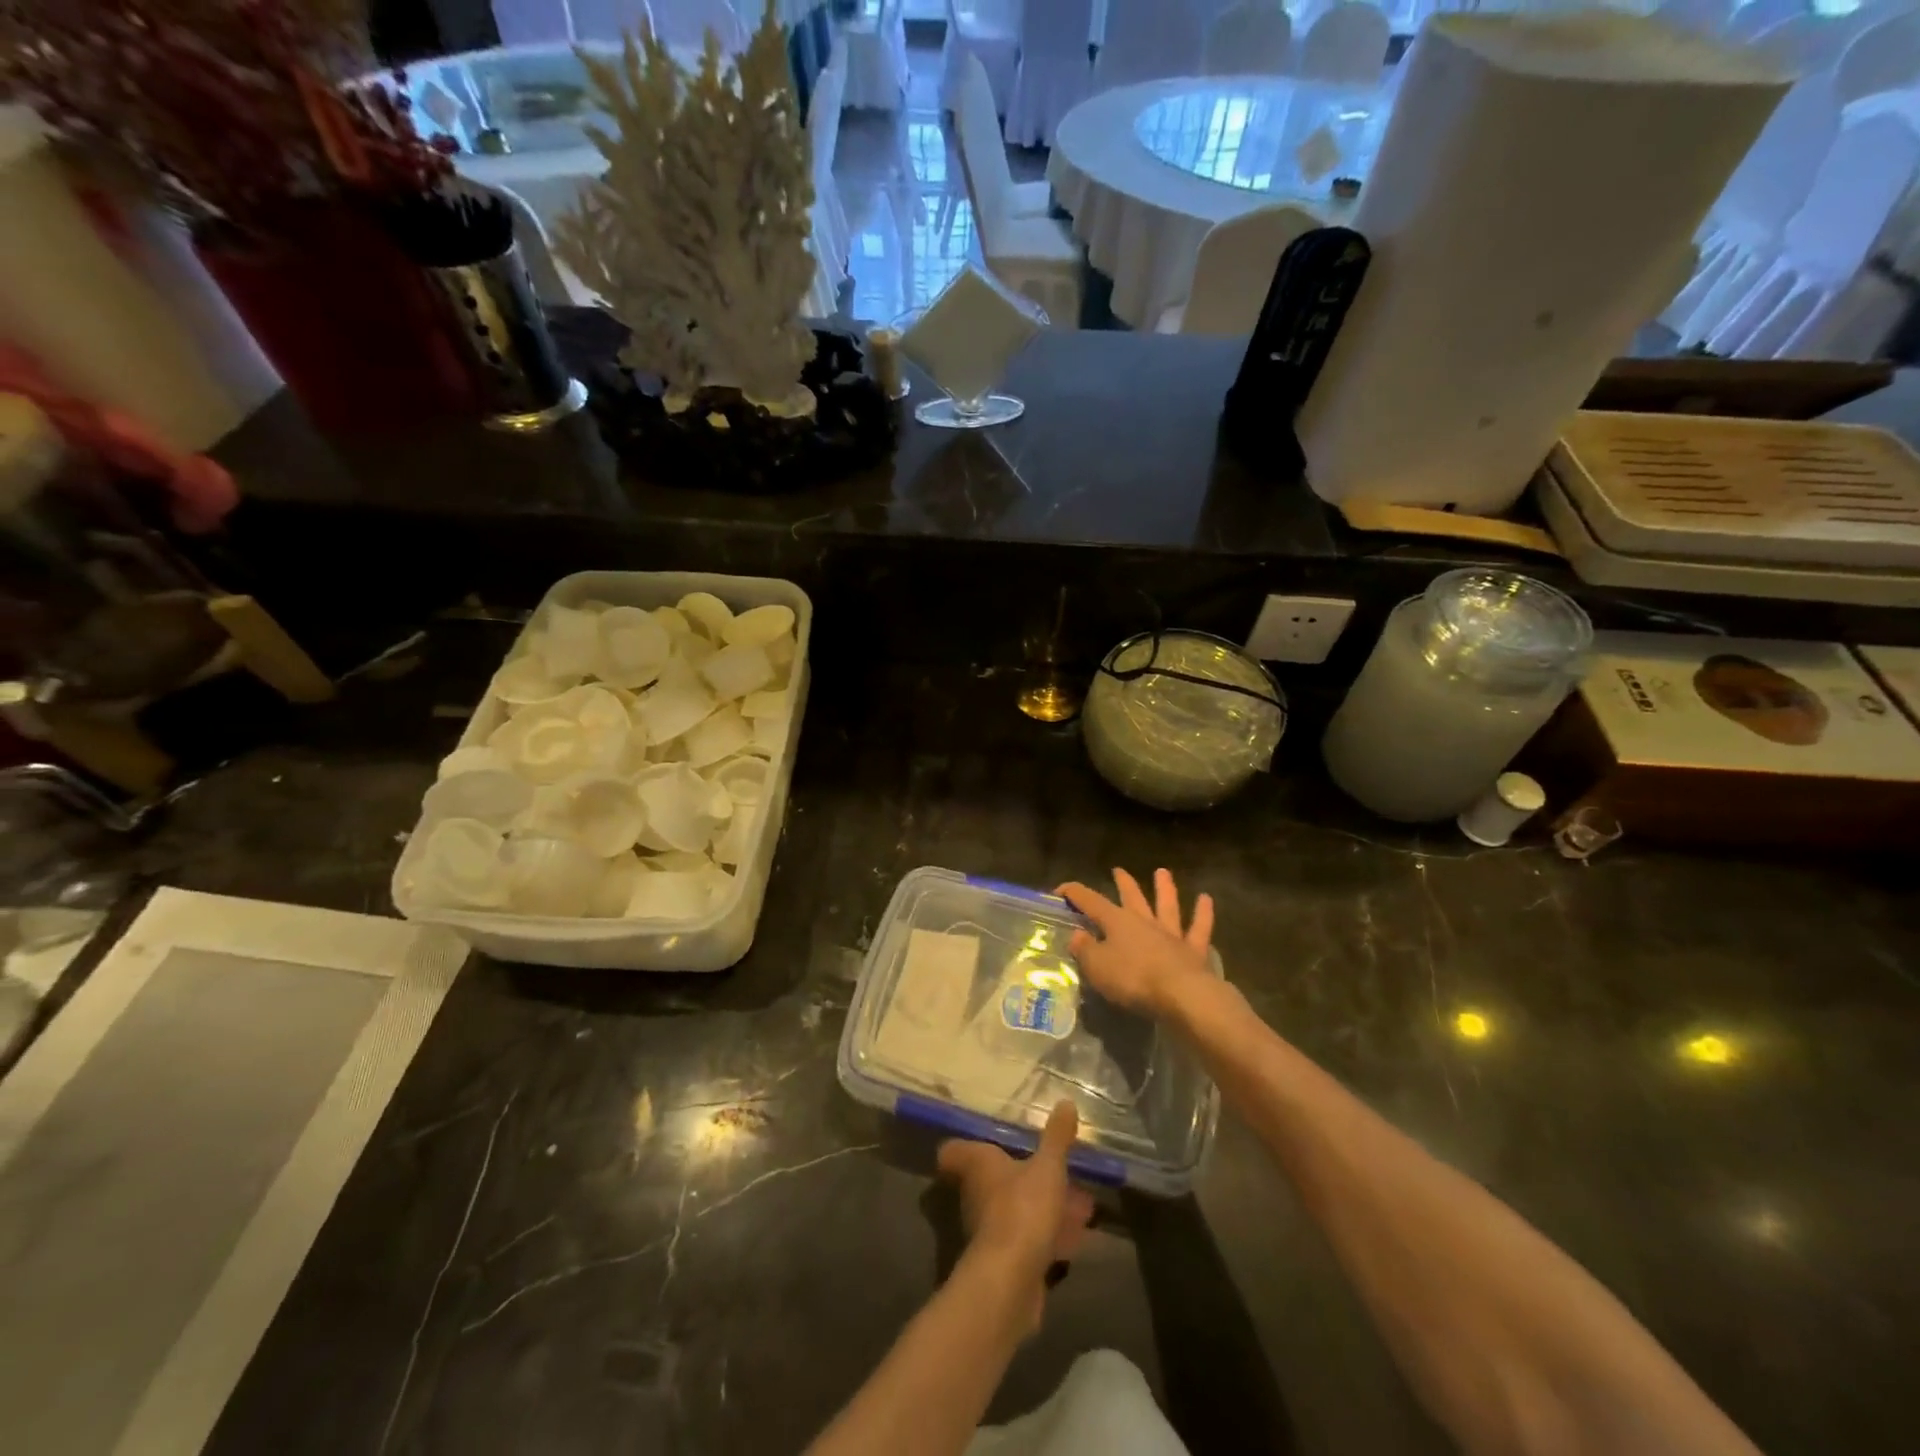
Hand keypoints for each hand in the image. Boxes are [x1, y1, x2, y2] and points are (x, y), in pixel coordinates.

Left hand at [936, 1101, 1094, 1330]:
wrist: (1011, 1281)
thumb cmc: (1022, 1208)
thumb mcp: (1048, 1166)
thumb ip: (1056, 1137)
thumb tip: (1065, 1101)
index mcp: (978, 1164)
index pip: (955, 1151)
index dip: (966, 1146)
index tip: (987, 1142)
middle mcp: (976, 1194)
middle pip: (994, 1180)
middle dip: (1026, 1177)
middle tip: (1056, 1172)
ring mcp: (989, 1230)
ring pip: (1017, 1211)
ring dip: (1044, 1208)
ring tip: (1081, 1205)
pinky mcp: (1006, 1262)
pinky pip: (1029, 1240)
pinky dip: (1050, 1236)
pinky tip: (1079, 1237)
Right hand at [1058, 867, 1214, 1017]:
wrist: (1181, 995)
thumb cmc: (1133, 980)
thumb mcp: (1097, 968)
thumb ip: (1085, 950)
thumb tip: (1077, 936)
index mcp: (1117, 922)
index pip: (1090, 901)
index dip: (1073, 893)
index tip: (1060, 890)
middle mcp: (1144, 921)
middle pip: (1131, 897)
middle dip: (1123, 883)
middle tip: (1118, 870)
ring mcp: (1171, 934)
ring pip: (1166, 905)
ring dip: (1165, 888)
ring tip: (1162, 872)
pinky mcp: (1193, 951)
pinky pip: (1198, 928)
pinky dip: (1203, 914)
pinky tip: (1206, 899)